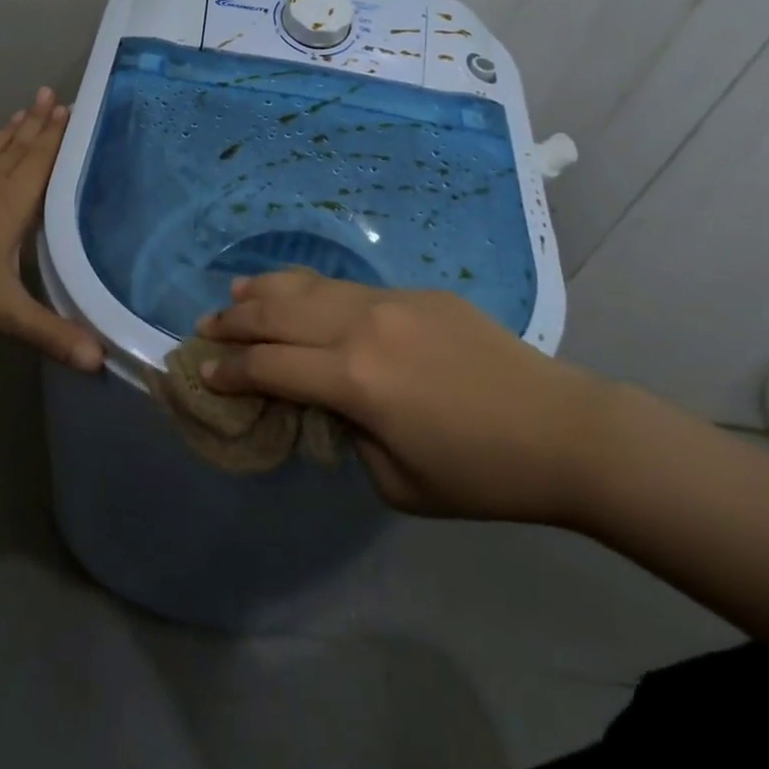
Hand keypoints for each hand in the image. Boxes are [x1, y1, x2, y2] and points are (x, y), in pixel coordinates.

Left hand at [0, 87, 103, 371]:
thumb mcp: (4, 310)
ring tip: (19, 112)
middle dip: (37, 123)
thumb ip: (50, 333)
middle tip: (49, 94)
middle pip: (17, 148)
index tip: (69, 108)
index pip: (41, 162)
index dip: (57, 137)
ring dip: (5, 132)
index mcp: (10, 202)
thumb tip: (98, 362)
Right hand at [198, 270, 613, 522]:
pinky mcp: (415, 293)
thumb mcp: (397, 481)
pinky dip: (310, 289)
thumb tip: (329, 404)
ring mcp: (390, 301)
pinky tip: (300, 293)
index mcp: (355, 380)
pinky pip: (347, 287)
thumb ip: (348, 436)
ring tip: (236, 295)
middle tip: (205, 327)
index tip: (205, 372)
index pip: (271, 367)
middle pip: (278, 314)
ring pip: (309, 287)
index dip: (231, 371)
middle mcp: (362, 328)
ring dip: (266, 292)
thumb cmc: (481, 473)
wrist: (563, 430)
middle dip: (235, 321)